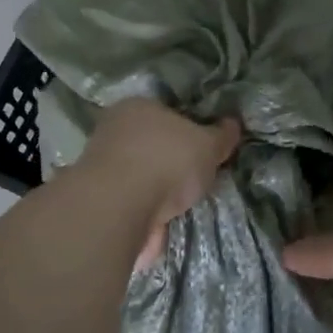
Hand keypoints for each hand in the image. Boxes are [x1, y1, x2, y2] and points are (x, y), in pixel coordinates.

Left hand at [78, 99, 241, 269]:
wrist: (119, 209)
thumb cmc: (166, 161)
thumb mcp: (208, 144)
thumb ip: (221, 135)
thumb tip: (232, 124)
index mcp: (137, 106)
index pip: (168, 112)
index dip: (190, 128)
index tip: (206, 149)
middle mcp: (114, 131)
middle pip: (153, 146)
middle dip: (173, 163)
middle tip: (198, 179)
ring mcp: (101, 168)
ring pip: (141, 178)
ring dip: (159, 193)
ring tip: (183, 208)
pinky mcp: (99, 203)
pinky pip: (133, 206)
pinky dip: (148, 216)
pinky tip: (165, 226)